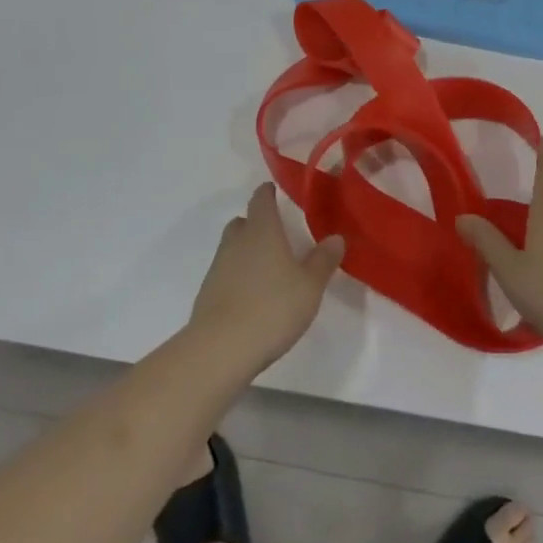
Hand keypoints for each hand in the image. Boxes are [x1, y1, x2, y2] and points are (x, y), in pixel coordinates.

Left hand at [188, 184, 345, 373]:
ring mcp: (218, 267)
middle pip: (243, 221)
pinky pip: (225, 273)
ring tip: (268, 270)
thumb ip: (323, 260)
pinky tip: (252, 297)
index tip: (278, 194)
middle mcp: (236, 241)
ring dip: (247, 251)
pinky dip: (237, 276)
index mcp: (262, 230)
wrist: (220, 349)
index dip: (269, 193)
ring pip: (232, 247)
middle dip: (258, 224)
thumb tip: (335, 237)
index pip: (261, 198)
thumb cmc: (272, 308)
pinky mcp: (207, 293)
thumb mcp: (310, 286)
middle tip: (278, 236)